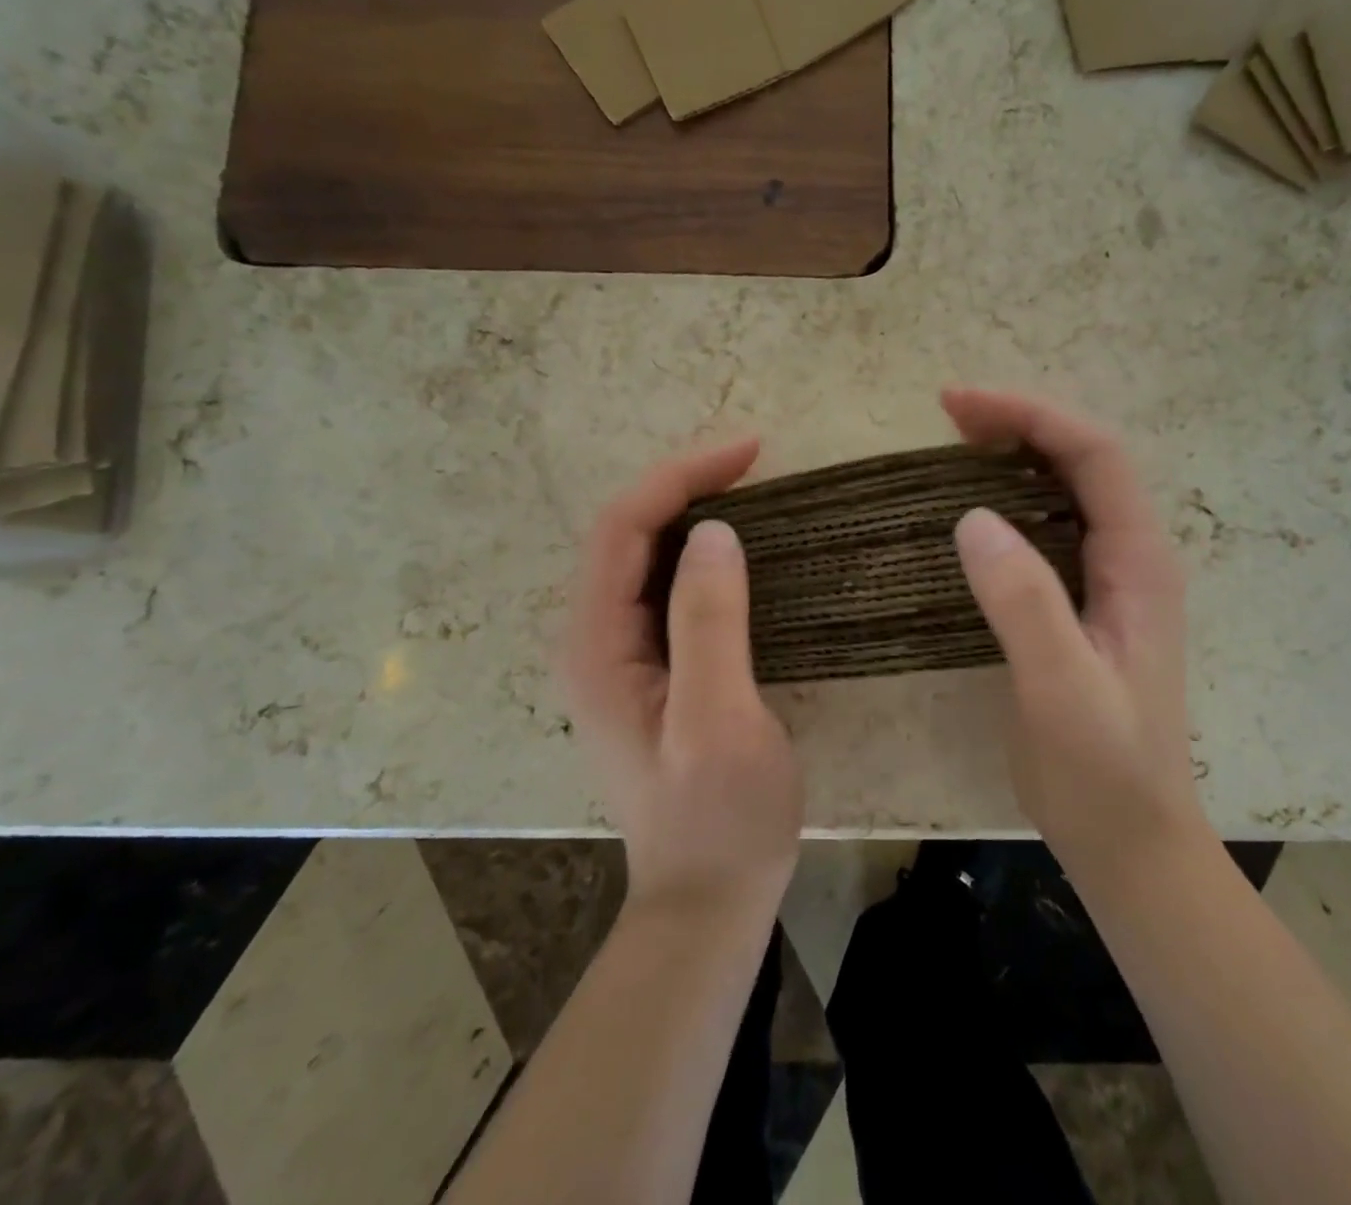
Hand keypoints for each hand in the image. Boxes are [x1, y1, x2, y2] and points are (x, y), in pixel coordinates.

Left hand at [564, 439, 803, 922]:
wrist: (708, 899)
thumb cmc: (719, 818)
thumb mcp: (719, 720)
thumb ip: (708, 623)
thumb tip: (714, 532)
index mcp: (597, 645)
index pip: (624, 528)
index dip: (681, 477)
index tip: (750, 451)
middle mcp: (594, 638)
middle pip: (628, 533)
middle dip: (686, 484)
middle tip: (756, 462)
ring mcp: (620, 654)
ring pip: (646, 555)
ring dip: (692, 511)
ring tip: (753, 488)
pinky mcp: (650, 668)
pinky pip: (667, 587)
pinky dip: (702, 552)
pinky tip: (742, 548)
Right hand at [943, 388, 1206, 872]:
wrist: (1129, 840)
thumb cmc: (1102, 771)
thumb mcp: (1061, 688)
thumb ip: (1025, 602)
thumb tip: (972, 516)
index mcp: (1138, 564)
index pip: (1094, 456)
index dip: (1030, 416)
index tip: (957, 405)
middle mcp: (1129, 559)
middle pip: (1082, 461)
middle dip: (1019, 423)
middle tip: (947, 414)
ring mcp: (1105, 582)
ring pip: (1064, 490)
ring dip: (1013, 455)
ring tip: (953, 444)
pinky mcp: (1078, 606)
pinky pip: (1045, 529)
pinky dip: (1007, 500)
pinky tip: (969, 510)